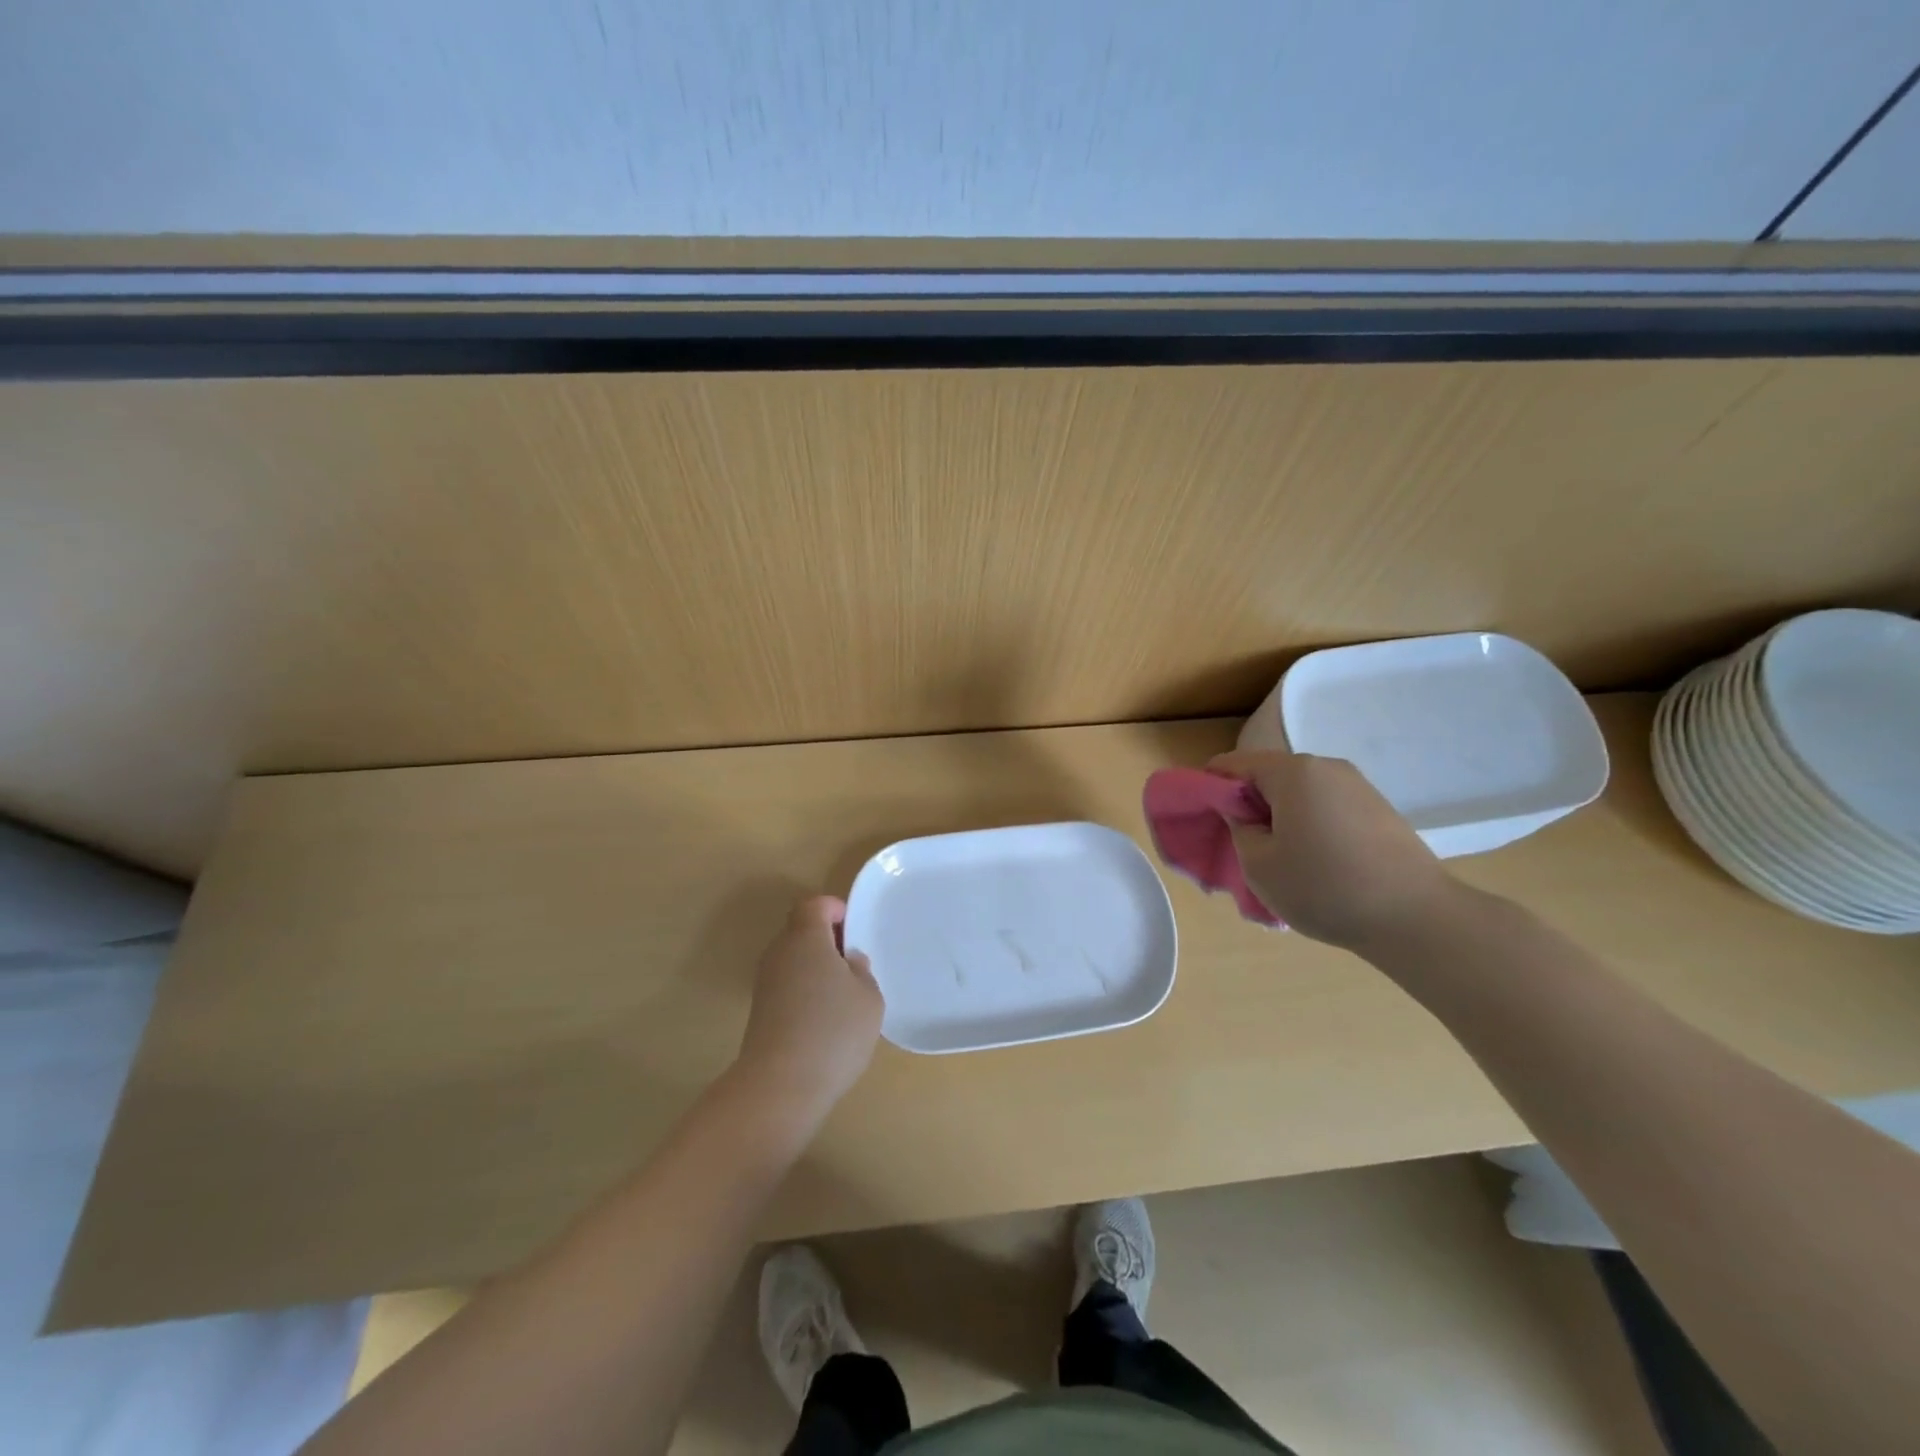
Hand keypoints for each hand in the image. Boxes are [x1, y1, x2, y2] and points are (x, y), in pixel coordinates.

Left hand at [736, 896, 884, 1114]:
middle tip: (854, 964)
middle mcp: (780, 953)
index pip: (814, 905)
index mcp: (805, 938)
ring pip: (793, 960)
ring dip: (816, 968)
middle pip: (801, 931)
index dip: (835, 910)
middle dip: (827, 941)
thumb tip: (848, 963)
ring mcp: (765, 983)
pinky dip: (805, 992)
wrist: (780, 1086)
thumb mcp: (869, 997)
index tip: (854, 931)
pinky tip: (825, 1020)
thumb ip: (861, 971)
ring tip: (844, 996)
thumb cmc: (833, 1031)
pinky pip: (787, 986)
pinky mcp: (760, 1012)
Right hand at [1207, 749, 1455, 949]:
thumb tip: (1242, 813)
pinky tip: (1317, 865)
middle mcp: (1326, 767)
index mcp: (1292, 771)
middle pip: (1268, 776)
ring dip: (1280, 818)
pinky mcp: (1379, 810)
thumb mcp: (1259, 864)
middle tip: (1243, 848)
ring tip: (1282, 861)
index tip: (1207, 821)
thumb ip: (1238, 828)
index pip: (1233, 763)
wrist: (1416, 919)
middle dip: (1248, 805)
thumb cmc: (1324, 887)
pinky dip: (1310, 827)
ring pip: (1299, 794)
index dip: (1211, 787)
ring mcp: (1358, 787)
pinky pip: (1327, 808)